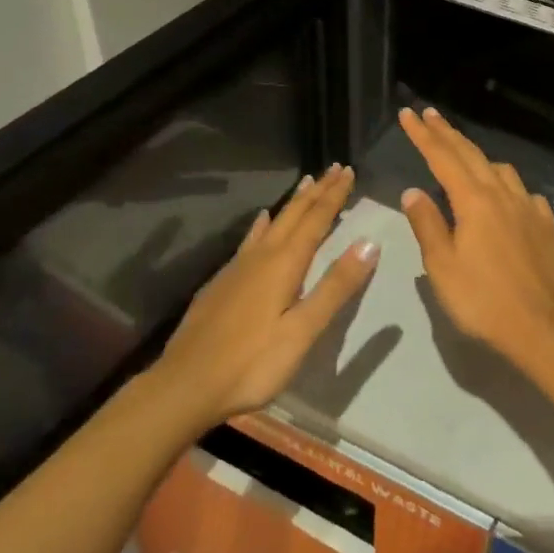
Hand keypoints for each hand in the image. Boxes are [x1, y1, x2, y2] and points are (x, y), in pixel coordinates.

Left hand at [153, 165, 378, 424]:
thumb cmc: (251, 363)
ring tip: (305, 182)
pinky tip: (261, 221)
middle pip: (294, 215)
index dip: (334, 195)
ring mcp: (238, 268)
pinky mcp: (222, 282)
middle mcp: (261, 256)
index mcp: (284, 264)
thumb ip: (335, 286)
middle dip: (317, 191)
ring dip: (293, 202)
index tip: (349, 170)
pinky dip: (263, 224)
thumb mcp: (302, 331)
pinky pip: (251, 239)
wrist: (185, 385)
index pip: (316, 220)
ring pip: (272, 223)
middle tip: (335, 167)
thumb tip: (368, 242)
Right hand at [397, 108, 553, 362]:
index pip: (443, 158)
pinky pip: (523, 192)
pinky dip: (507, 185)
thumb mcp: (442, 266)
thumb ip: (427, 224)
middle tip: (429, 114)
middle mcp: (503, 194)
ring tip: (463, 156)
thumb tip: (414, 191)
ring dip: (478, 156)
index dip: (423, 135)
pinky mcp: (546, 225)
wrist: (542, 327)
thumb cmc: (482, 300)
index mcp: (474, 201)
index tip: (409, 114)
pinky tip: (505, 197)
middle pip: (471, 154)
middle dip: (448, 133)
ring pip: (501, 169)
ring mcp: (529, 207)